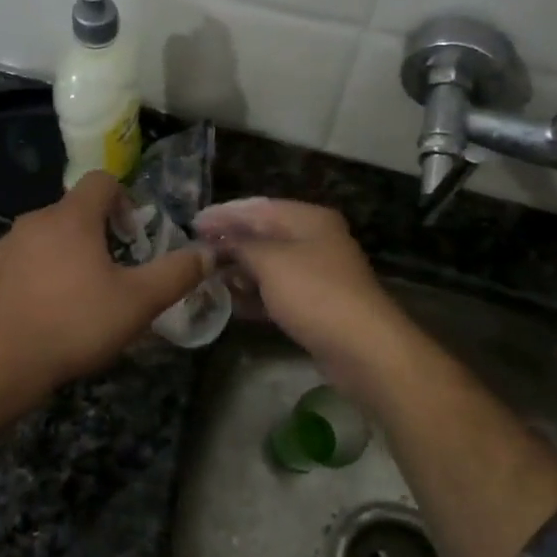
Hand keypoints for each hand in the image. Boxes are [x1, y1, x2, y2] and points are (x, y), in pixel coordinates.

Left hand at [0, 171, 209, 402]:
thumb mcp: (138, 303)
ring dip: (64, 256)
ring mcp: (3, 247)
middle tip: (111, 274)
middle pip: (73, 212)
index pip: (101, 181)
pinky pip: (18, 264)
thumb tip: (208, 254)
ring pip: (44, 239)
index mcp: (71, 218)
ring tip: (76, 298)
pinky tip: (42, 314)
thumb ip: (176, 274)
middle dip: (96, 235)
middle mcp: (33, 221)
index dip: (124, 199)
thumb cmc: (74, 324)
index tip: (132, 236)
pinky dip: (34, 277)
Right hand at [192, 198, 415, 396]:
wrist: (362, 347)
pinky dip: (255, 294)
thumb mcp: (270, 262)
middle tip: (195, 252)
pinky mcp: (315, 304)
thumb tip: (217, 239)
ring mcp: (317, 274)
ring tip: (206, 277)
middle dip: (230, 243)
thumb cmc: (314, 293)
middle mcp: (315, 240)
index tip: (193, 224)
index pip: (259, 208)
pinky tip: (230, 303)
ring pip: (270, 265)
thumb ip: (240, 245)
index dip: (225, 215)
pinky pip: (277, 292)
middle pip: (264, 235)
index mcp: (309, 219)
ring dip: (240, 270)